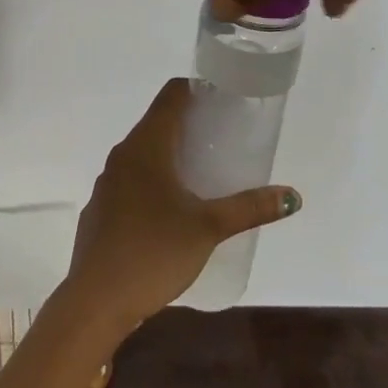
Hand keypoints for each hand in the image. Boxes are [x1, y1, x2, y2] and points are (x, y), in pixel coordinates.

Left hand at [63, 78, 300, 333]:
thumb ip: (249, 208)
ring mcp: (108, 182)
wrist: (96, 299)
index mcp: (146, 145)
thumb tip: (291, 195)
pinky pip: (131, 180)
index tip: (222, 96)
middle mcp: (123, 155)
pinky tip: (172, 207)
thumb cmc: (154, 252)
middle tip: (224, 134)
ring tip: (203, 170)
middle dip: (189, 122)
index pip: (170, 95)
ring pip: (143, 153)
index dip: (196, 88)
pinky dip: (154, 179)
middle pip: (157, 122)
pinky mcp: (102, 209)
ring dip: (171, 153)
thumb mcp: (208, 228)